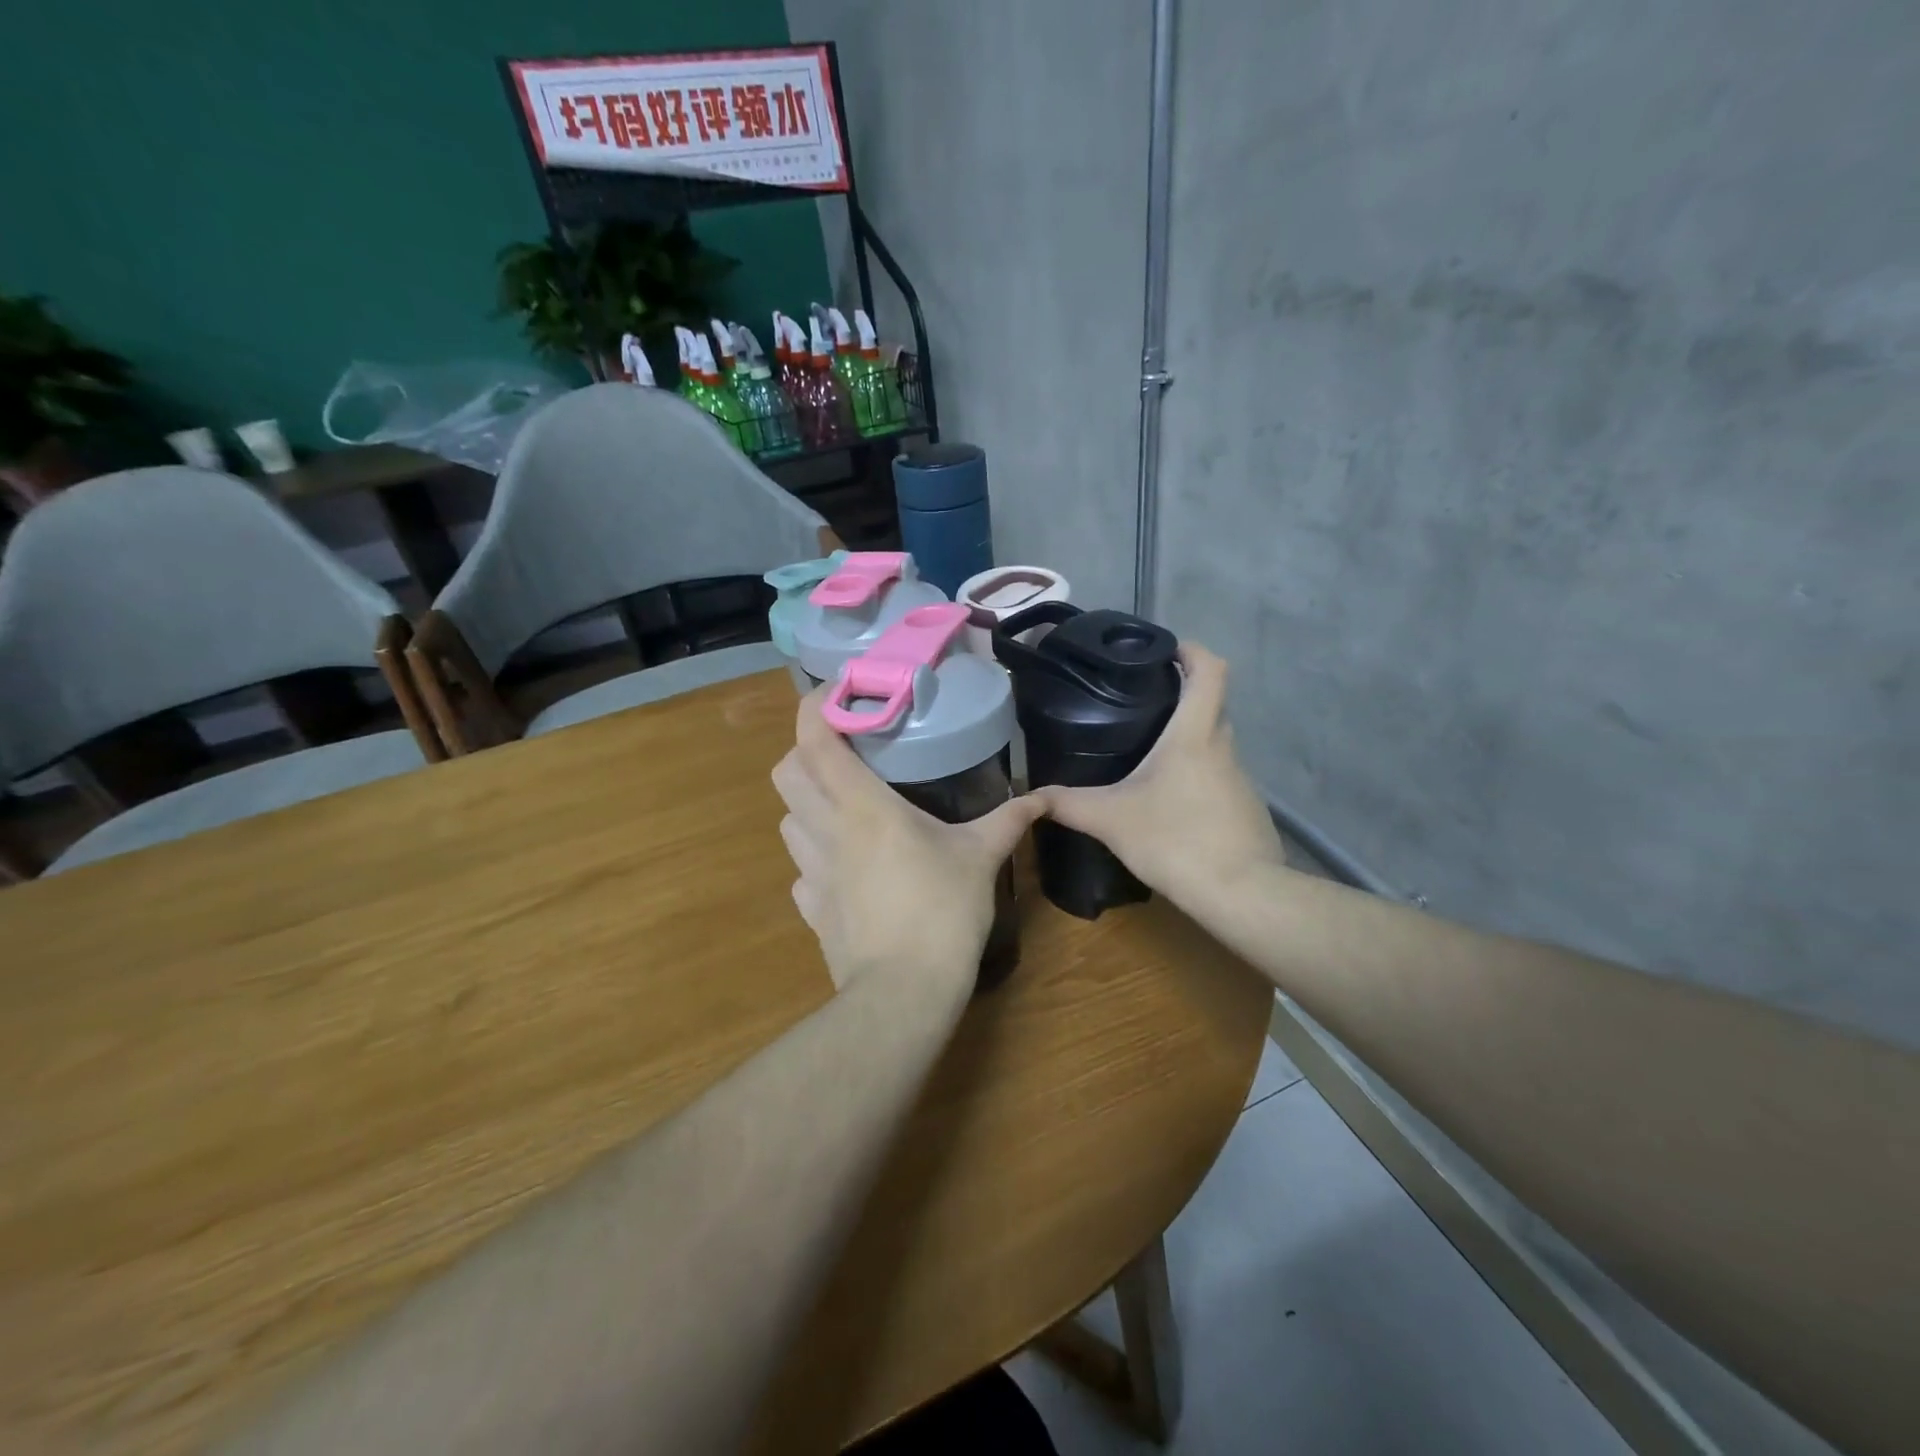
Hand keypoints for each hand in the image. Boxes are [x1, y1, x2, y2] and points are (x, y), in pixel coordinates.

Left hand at [773, 688, 1041, 996]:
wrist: (903, 994)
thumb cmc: (943, 913)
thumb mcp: (981, 859)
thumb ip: (1009, 821)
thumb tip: (1043, 797)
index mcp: (863, 807)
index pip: (815, 740)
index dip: (816, 707)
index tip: (839, 692)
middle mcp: (826, 830)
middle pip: (786, 772)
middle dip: (804, 752)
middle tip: (843, 753)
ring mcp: (812, 872)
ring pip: (787, 820)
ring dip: (807, 804)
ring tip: (843, 806)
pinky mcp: (811, 908)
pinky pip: (801, 869)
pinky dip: (815, 856)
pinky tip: (846, 866)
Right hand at [1037, 644, 1284, 916]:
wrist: (1241, 895)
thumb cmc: (1175, 841)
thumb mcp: (1110, 820)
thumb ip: (1067, 804)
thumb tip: (1028, 795)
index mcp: (1195, 735)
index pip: (1210, 670)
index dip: (1191, 651)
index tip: (1165, 650)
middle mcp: (1224, 748)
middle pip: (1212, 704)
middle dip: (1182, 695)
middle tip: (1141, 702)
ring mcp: (1241, 779)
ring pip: (1215, 743)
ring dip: (1188, 739)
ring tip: (1147, 752)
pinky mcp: (1245, 808)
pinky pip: (1219, 776)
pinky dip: (1196, 775)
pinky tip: (1170, 801)